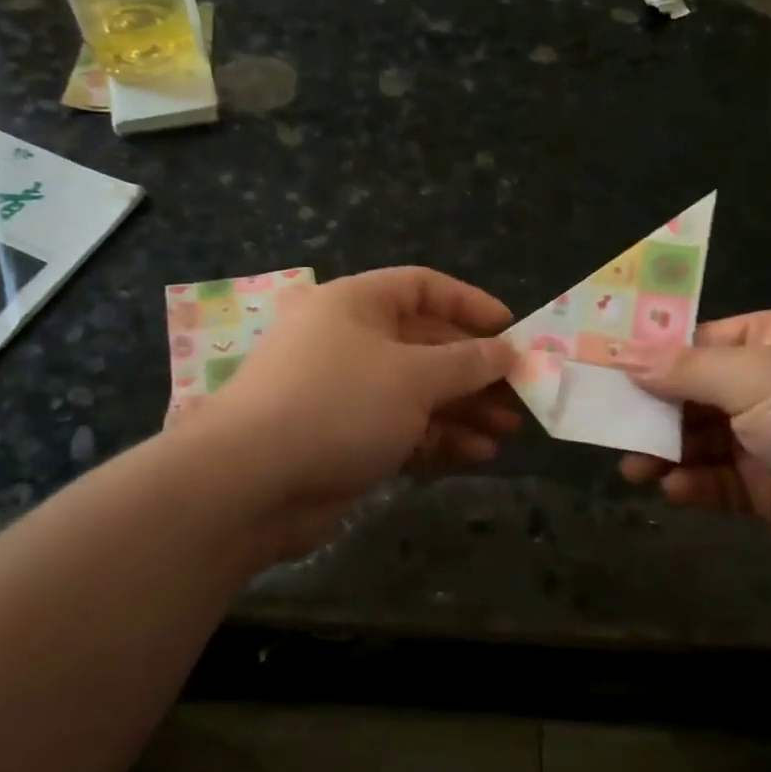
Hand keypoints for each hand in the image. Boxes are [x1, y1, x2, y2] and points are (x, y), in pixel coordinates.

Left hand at [203, 267, 518, 546]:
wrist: (251, 484)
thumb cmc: (338, 404)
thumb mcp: (414, 376)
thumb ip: (467, 362)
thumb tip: (507, 350)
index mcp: (356, 304)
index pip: (422, 287)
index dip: (469, 304)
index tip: (510, 330)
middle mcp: (350, 341)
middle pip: (426, 344)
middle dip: (474, 370)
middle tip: (519, 392)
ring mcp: (346, 393)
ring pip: (418, 392)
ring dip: (464, 409)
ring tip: (508, 430)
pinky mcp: (346, 439)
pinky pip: (402, 429)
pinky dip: (438, 439)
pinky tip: (478, 454)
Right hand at [615, 310, 770, 579]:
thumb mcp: (756, 378)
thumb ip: (684, 369)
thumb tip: (624, 355)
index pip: (700, 341)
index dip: (651, 356)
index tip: (604, 370)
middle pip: (694, 392)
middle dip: (652, 410)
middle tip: (606, 426)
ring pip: (702, 439)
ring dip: (666, 451)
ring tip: (632, 468)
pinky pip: (721, 479)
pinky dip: (694, 483)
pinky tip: (672, 491)